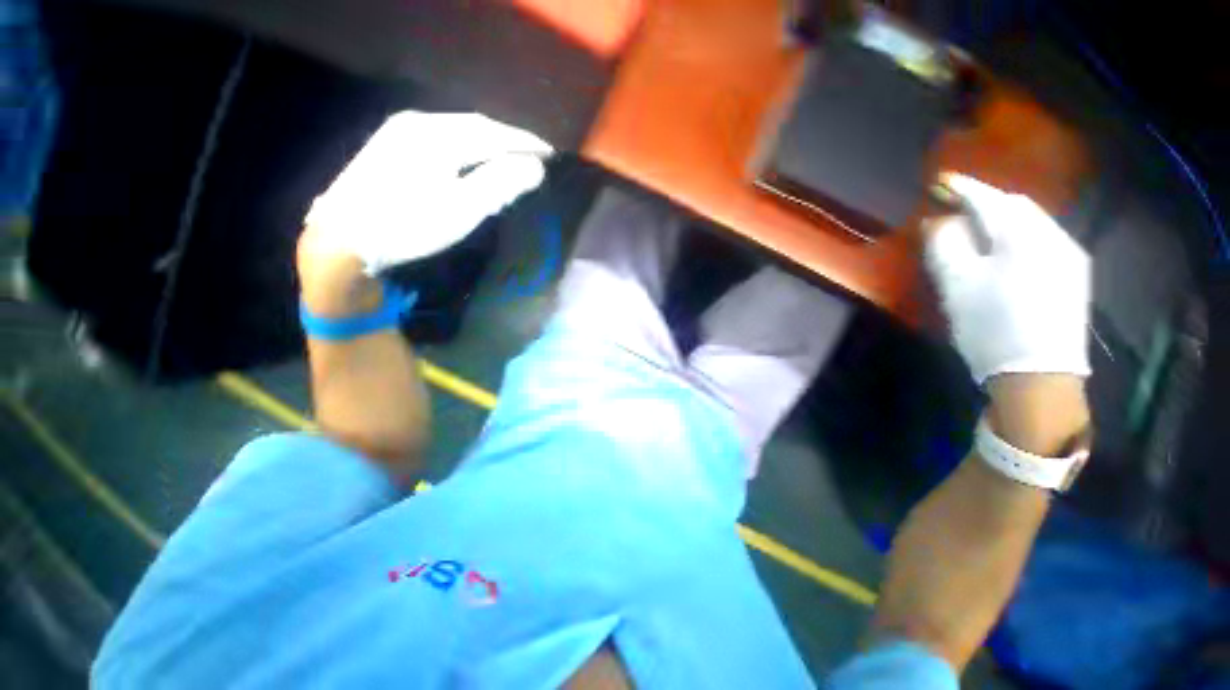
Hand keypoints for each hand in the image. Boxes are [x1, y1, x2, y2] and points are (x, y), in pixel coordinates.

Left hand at [302, 111, 552, 276]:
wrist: (344, 240)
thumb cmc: (408, 225)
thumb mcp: (462, 208)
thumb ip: (500, 184)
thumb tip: (535, 167)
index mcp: (436, 134)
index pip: (493, 132)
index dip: (525, 143)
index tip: (551, 154)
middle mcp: (417, 123)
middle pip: (475, 126)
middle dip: (508, 139)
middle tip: (534, 154)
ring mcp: (399, 133)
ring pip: (456, 131)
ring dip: (488, 142)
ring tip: (510, 156)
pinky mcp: (390, 147)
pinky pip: (441, 139)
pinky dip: (466, 147)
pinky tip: (472, 159)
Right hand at [924, 173, 1091, 385]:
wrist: (1039, 378)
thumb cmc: (991, 326)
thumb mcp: (957, 284)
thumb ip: (946, 245)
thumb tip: (940, 222)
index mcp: (1027, 237)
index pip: (992, 201)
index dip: (965, 188)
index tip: (942, 180)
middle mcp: (1057, 239)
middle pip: (1018, 208)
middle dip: (987, 202)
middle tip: (957, 206)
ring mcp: (1071, 260)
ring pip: (1033, 225)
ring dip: (1003, 221)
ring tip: (977, 229)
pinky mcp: (1072, 280)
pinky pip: (1042, 244)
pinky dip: (1018, 239)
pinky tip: (1004, 253)